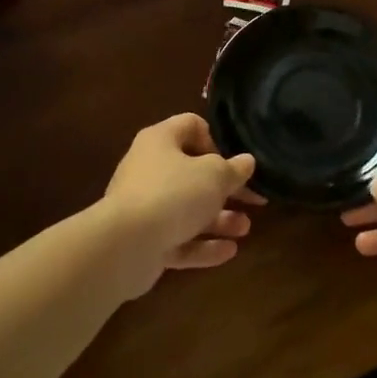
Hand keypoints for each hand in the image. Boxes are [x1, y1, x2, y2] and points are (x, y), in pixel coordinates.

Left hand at [96, 113, 262, 297]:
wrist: (124, 247)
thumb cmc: (174, 193)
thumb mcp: (215, 175)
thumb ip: (234, 168)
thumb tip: (246, 161)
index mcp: (161, 141)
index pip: (191, 126)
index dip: (217, 140)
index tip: (235, 160)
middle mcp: (149, 169)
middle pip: (193, 173)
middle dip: (225, 189)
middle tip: (253, 200)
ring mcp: (144, 207)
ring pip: (188, 209)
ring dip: (219, 219)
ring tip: (245, 229)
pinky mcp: (144, 241)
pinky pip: (178, 239)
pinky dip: (202, 245)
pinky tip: (230, 251)